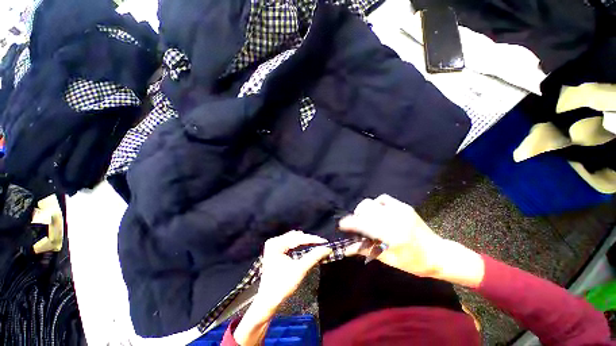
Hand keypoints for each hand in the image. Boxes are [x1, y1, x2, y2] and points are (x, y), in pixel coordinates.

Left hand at [256, 230, 332, 310]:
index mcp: (276, 244)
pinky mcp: (275, 251)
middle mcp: (273, 242)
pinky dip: (299, 245)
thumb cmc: (282, 286)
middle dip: (309, 240)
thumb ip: (314, 257)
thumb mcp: (300, 270)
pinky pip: (289, 244)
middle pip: (295, 237)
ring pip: (293, 239)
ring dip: (304, 242)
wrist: (268, 302)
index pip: (297, 239)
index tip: (325, 242)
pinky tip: (306, 247)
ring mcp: (273, 246)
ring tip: (316, 245)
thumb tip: (327, 248)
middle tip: (322, 244)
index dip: (312, 239)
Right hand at [339, 195, 483, 286]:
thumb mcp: (389, 260)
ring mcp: (400, 210)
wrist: (438, 254)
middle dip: (356, 216)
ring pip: (372, 202)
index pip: (365, 224)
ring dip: (364, 209)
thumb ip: (367, 251)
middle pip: (366, 209)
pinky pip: (383, 199)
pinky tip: (377, 212)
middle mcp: (395, 219)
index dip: (350, 223)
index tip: (341, 225)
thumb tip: (348, 248)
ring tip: (364, 218)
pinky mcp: (404, 206)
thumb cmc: (414, 262)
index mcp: (393, 235)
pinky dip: (375, 204)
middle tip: (355, 225)